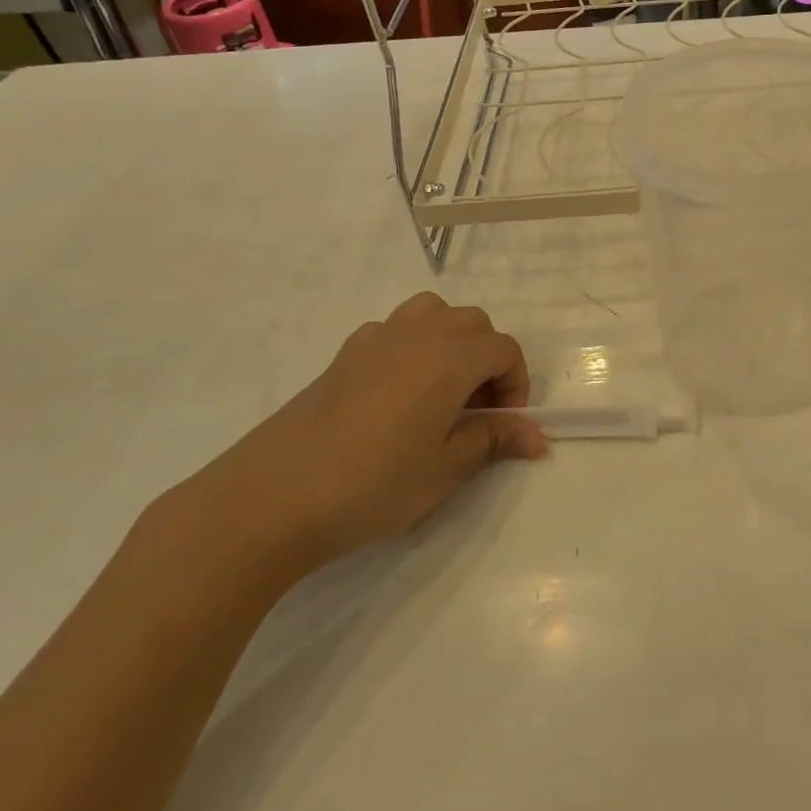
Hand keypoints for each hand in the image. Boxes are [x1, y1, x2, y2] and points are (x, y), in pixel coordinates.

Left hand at [187, 294, 547, 582]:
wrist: (272, 497)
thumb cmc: (373, 484)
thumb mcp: (445, 468)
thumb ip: (494, 440)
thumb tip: (538, 437)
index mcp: (449, 358)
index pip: (504, 348)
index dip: (515, 383)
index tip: (502, 424)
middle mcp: (417, 334)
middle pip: (472, 323)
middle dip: (487, 359)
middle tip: (476, 410)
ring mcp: (375, 339)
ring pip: (432, 313)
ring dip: (451, 342)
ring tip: (442, 391)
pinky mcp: (343, 354)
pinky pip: (394, 330)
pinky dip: (412, 347)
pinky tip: (396, 395)